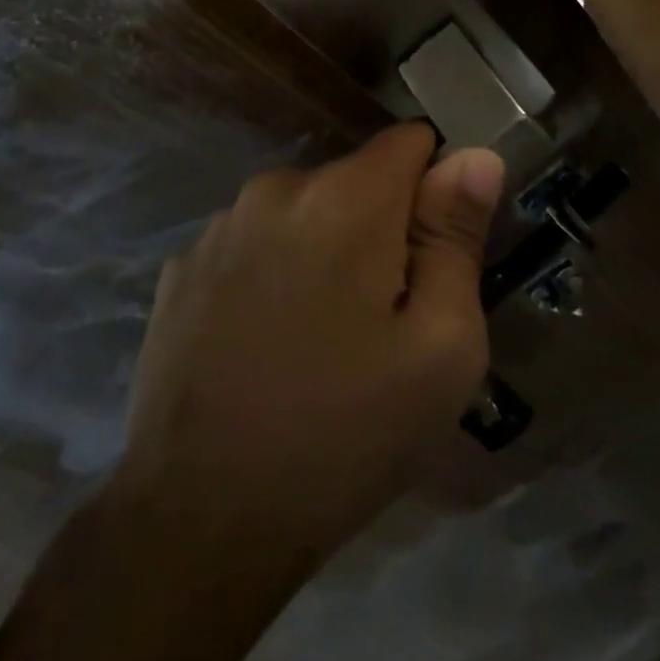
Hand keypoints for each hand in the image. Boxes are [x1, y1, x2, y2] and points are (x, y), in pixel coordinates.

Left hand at [120, 123, 504, 557]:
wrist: (200, 519)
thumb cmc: (345, 432)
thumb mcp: (441, 347)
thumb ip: (458, 237)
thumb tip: (476, 157)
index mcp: (346, 197)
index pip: (412, 141)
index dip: (436, 189)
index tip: (433, 253)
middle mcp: (277, 187)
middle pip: (357, 179)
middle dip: (382, 226)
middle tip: (382, 316)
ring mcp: (221, 224)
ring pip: (305, 209)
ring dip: (325, 247)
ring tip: (321, 335)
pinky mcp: (183, 264)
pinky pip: (255, 241)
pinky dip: (274, 270)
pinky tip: (266, 341)